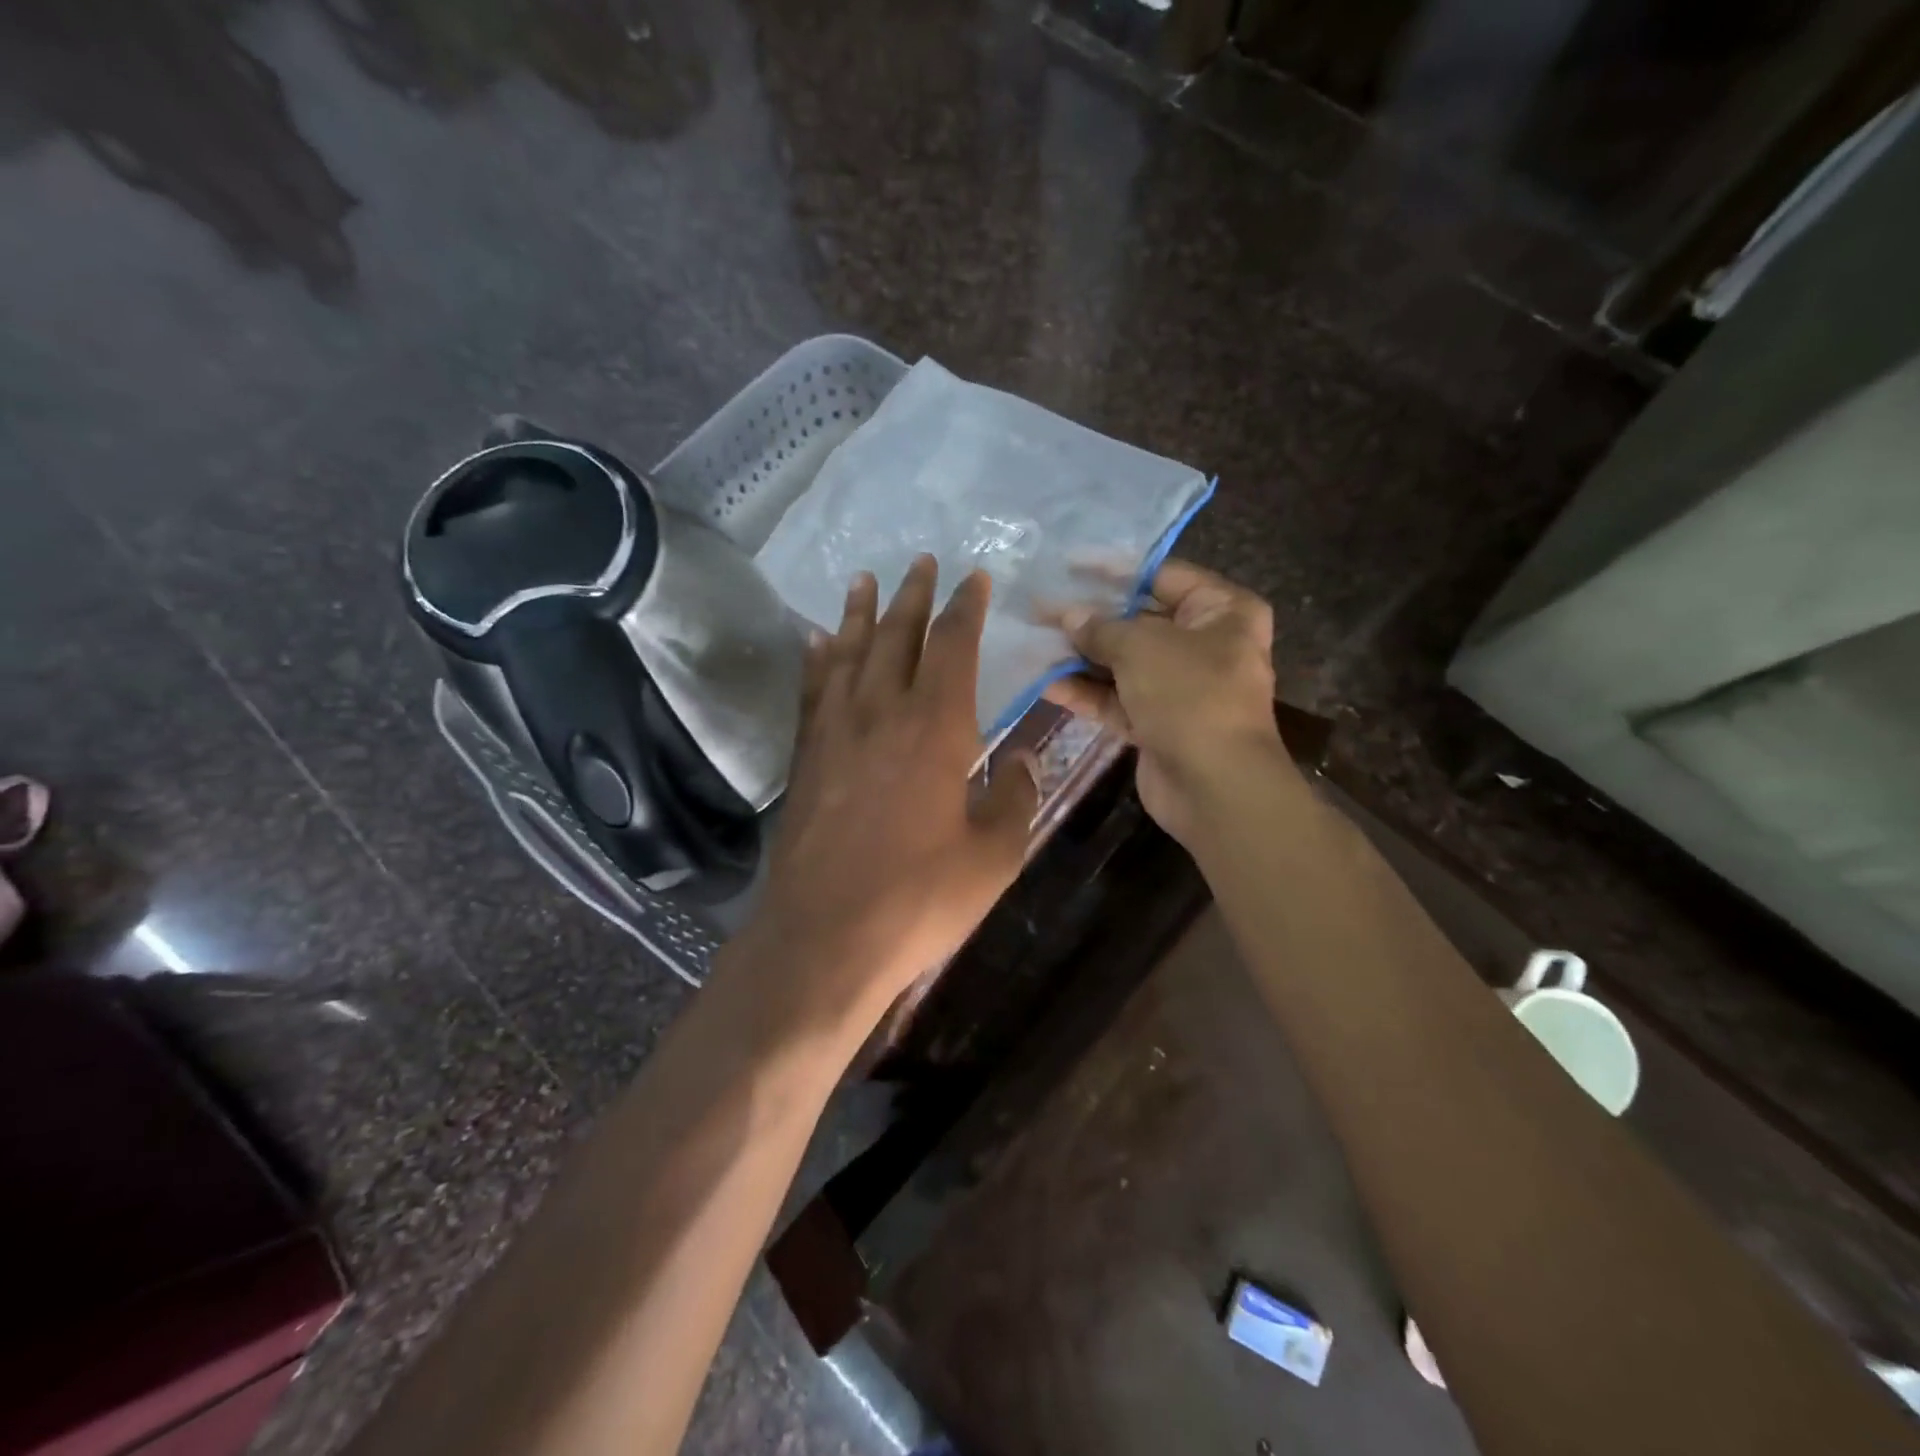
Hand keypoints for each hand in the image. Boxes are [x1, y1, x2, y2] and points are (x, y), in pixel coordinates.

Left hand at [742, 556, 1038, 1029]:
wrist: (826, 936)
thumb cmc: (919, 899)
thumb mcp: (993, 856)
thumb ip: (1013, 798)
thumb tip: (1022, 760)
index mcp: (935, 728)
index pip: (953, 647)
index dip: (965, 609)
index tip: (974, 578)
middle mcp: (881, 713)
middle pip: (897, 637)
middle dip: (913, 596)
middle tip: (921, 561)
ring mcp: (835, 733)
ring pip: (849, 654)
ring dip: (861, 614)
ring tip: (865, 579)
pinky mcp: (806, 758)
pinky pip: (813, 691)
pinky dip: (819, 660)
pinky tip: (818, 641)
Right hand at [1042, 559, 1288, 845]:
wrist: (1214, 786)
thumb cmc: (1190, 695)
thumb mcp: (1142, 647)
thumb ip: (1101, 628)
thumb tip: (1068, 616)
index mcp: (1221, 611)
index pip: (1162, 576)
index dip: (1113, 570)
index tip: (1068, 564)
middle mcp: (1204, 644)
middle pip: (1138, 621)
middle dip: (1089, 618)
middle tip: (1040, 608)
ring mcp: (1180, 687)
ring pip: (1122, 663)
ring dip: (1080, 657)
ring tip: (1033, 643)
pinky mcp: (1157, 722)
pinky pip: (1117, 699)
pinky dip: (1086, 692)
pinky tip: (1045, 683)